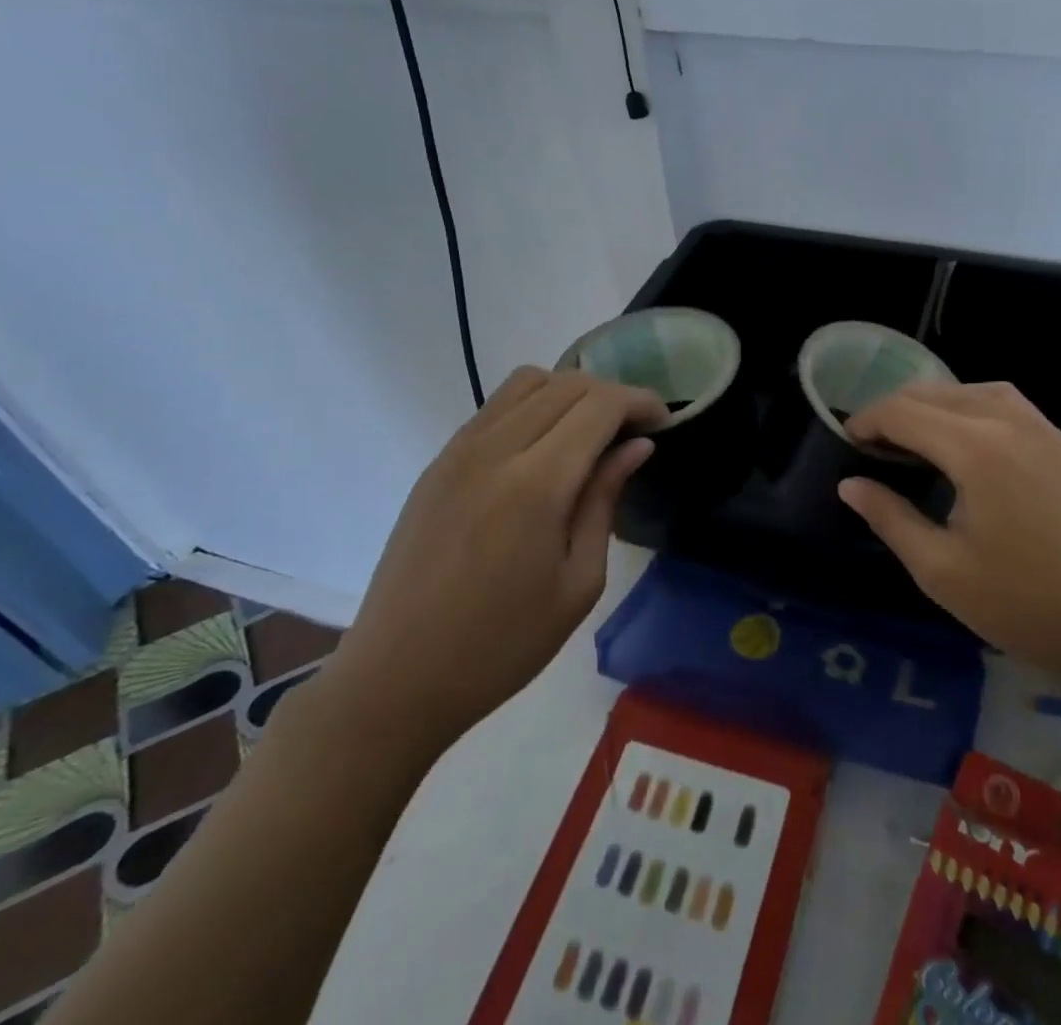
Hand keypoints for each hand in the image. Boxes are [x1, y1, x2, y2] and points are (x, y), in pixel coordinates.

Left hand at [320, 367, 666, 761]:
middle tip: (635, 431)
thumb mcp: (579, 581)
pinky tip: (545, 446)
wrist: (397, 679)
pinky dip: (534, 405)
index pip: (600, 405)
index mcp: (536, 484)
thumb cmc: (503, 644)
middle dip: (612, 395)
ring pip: (528, 382)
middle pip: (567, 384)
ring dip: (571, 392)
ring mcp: (458, 451)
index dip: (640, 401)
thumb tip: (637, 445)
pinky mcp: (438, 462)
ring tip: (591, 432)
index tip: (663, 422)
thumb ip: (605, 499)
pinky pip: (495, 406)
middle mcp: (494, 450)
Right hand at [839, 381, 1060, 700]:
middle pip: (934, 393)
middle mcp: (1005, 420)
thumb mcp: (942, 571)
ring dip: (931, 403)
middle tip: (871, 445)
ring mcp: (1038, 426)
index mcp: (974, 449)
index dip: (867, 421)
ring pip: (969, 389)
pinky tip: (962, 435)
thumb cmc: (1026, 603)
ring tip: (910, 435)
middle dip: (894, 410)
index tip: (846, 443)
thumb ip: (890, 518)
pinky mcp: (1058, 440)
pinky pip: (1001, 399)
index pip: (903, 412)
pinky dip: (968, 404)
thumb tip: (851, 485)